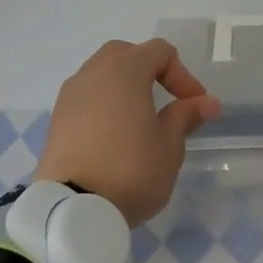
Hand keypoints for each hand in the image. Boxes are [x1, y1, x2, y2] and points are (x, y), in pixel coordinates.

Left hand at [34, 39, 221, 227]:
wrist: (72, 210)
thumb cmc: (131, 170)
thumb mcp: (169, 145)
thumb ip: (186, 116)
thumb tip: (207, 102)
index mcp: (124, 71)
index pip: (159, 52)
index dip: (183, 75)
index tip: (194, 106)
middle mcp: (92, 74)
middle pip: (125, 54)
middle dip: (149, 71)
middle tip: (166, 100)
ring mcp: (68, 97)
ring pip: (101, 75)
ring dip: (124, 88)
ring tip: (140, 121)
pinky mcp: (56, 121)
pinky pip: (85, 99)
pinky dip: (103, 106)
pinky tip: (114, 137)